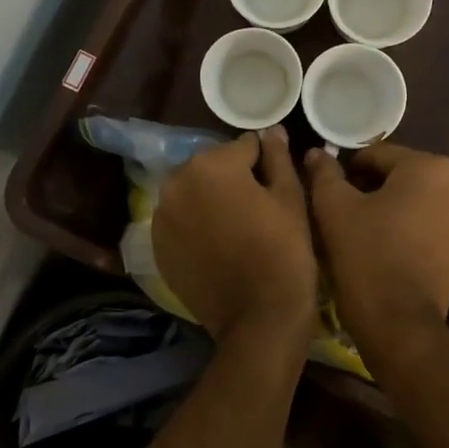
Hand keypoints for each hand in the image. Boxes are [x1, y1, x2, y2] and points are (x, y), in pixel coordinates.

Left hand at [153, 127, 317, 345]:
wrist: (259, 316)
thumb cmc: (284, 250)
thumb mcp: (290, 197)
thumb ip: (277, 157)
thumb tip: (272, 131)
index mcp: (211, 163)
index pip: (244, 146)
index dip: (264, 163)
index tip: (275, 185)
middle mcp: (177, 182)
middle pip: (212, 166)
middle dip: (231, 178)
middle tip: (257, 207)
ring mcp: (162, 216)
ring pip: (193, 193)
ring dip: (210, 200)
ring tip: (236, 227)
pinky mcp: (158, 246)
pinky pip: (180, 221)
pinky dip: (194, 225)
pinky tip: (216, 245)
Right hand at [304, 143, 448, 363]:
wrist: (399, 322)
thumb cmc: (366, 254)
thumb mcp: (334, 207)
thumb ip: (325, 173)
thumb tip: (316, 153)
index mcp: (429, 166)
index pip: (377, 155)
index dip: (347, 169)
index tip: (327, 189)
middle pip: (399, 175)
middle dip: (370, 187)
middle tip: (340, 209)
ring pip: (414, 199)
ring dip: (388, 206)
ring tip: (359, 228)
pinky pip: (427, 222)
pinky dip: (405, 226)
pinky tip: (381, 244)